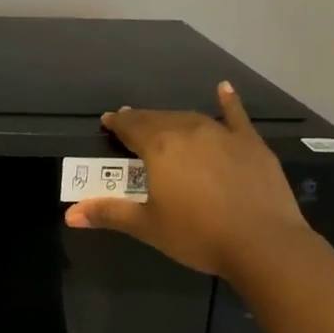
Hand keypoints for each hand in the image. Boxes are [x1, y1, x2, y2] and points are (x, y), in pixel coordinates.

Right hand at [64, 81, 308, 278]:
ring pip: (189, 118)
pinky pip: (236, 116)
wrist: (263, 244)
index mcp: (158, 146)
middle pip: (157, 119)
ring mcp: (221, 134)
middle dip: (141, 121)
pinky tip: (225, 89)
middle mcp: (187, 130)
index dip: (117, 124)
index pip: (130, 126)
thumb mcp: (148, 226)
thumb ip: (109, 213)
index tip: (108, 123)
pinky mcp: (250, 144)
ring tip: (163, 122)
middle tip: (131, 125)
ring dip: (172, 119)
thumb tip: (70, 214)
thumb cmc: (197, 235)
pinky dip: (229, 102)